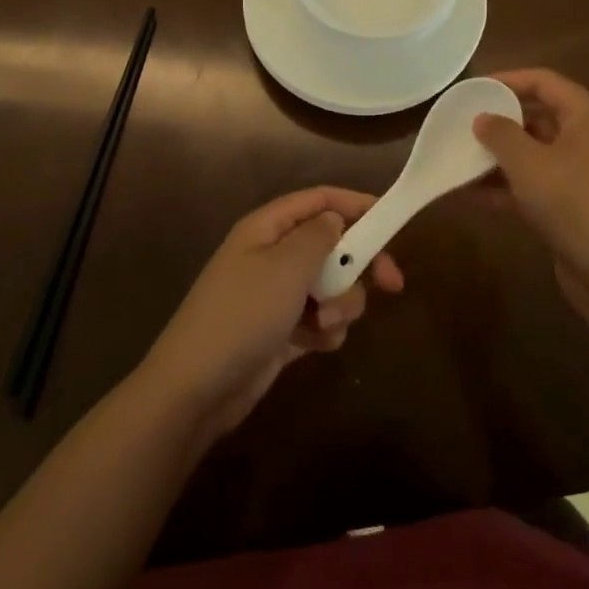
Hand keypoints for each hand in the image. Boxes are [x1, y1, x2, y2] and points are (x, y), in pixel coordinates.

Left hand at [140, 187, 403, 437]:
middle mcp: (272, 255)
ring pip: (330, 286)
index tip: (391, 222)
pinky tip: (314, 345)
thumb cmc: (243, 314)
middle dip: (358, 265)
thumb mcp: (286, 266)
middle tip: (391, 284)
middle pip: (331, 245)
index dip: (356, 205)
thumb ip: (319, 236)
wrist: (197, 387)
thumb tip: (334, 219)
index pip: (319, 200)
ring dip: (340, 304)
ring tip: (325, 324)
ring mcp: (276, 295)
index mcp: (267, 228)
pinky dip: (324, 331)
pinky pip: (319, 320)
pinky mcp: (281, 331)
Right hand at [472, 68, 588, 314]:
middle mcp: (587, 139)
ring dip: (497, 158)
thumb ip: (500, 134)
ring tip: (459, 160)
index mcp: (586, 117)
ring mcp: (581, 174)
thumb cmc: (573, 203)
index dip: (508, 79)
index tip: (473, 88)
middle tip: (462, 124)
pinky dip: (506, 187)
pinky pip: (533, 185)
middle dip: (499, 122)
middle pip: (537, 117)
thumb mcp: (528, 163)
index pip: (544, 82)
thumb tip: (482, 118)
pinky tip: (471, 196)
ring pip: (532, 154)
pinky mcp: (573, 206)